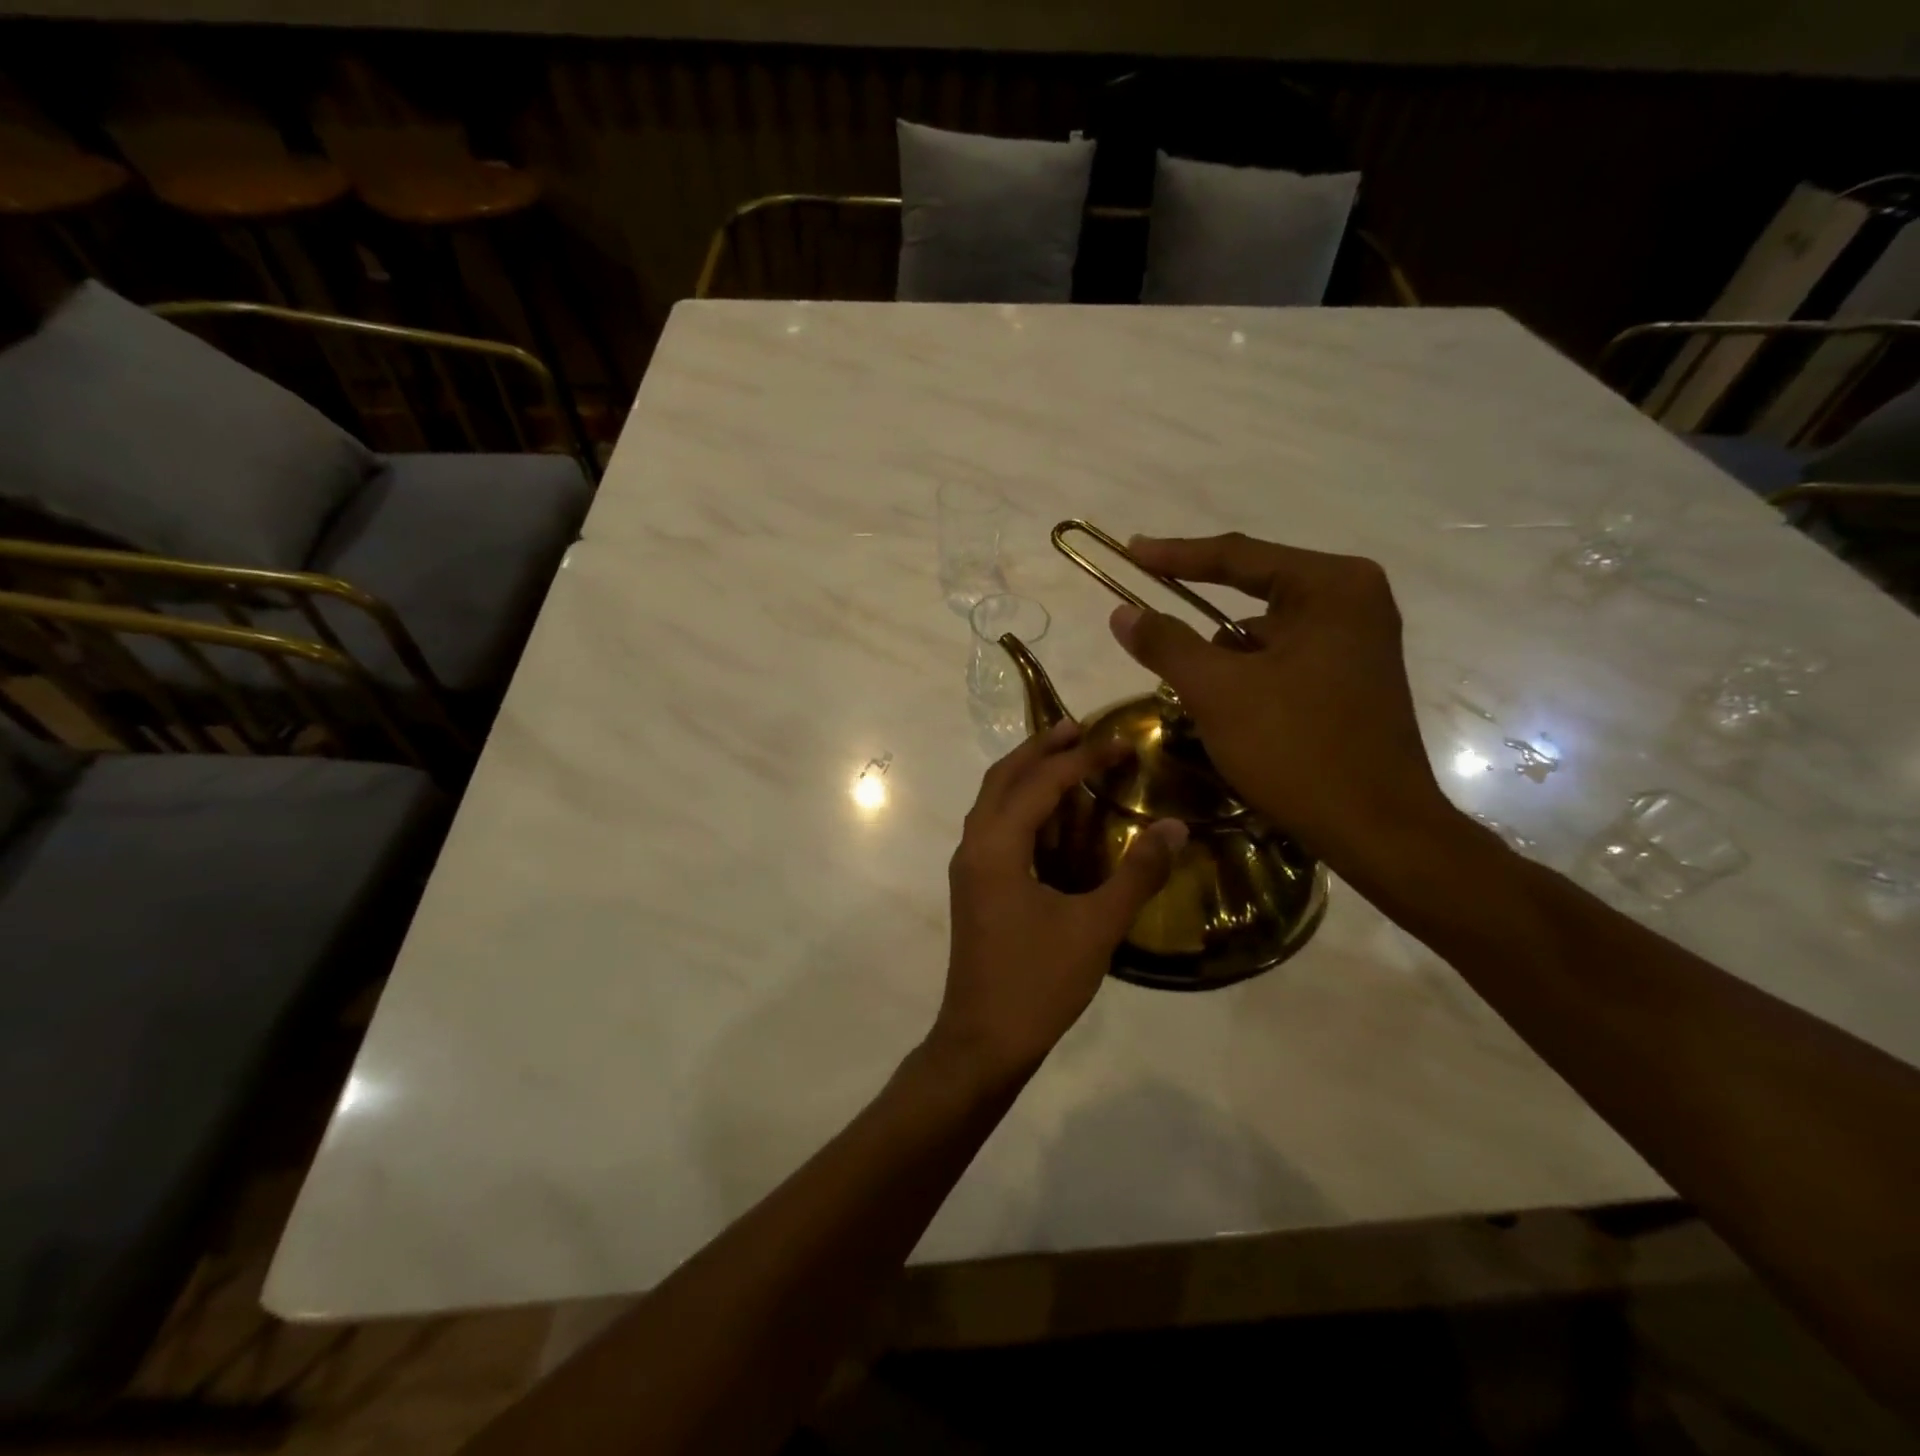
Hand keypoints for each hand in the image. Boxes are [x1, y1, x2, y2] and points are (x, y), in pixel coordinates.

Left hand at [933, 718, 1186, 1083]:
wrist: (983, 1041)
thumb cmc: (1038, 983)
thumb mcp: (1096, 928)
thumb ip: (1136, 874)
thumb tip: (1175, 827)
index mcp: (996, 847)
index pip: (1041, 783)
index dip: (1082, 758)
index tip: (1121, 741)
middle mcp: (974, 846)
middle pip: (1003, 778)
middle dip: (1040, 749)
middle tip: (1080, 729)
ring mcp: (968, 868)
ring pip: (993, 801)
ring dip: (1027, 775)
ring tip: (1067, 759)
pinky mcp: (974, 887)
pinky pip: (995, 827)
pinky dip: (1021, 807)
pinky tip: (1053, 818)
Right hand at [1109, 533, 1451, 869]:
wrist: (1376, 830)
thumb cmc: (1297, 749)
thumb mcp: (1218, 692)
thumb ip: (1166, 643)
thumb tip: (1121, 611)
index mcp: (1331, 586)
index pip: (1238, 556)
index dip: (1175, 555)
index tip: (1130, 551)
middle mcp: (1353, 600)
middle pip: (1254, 593)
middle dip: (1201, 620)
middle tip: (1150, 623)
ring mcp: (1359, 641)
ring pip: (1266, 634)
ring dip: (1225, 658)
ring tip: (1197, 696)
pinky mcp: (1355, 678)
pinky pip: (1285, 660)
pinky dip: (1250, 677)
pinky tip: (1233, 714)